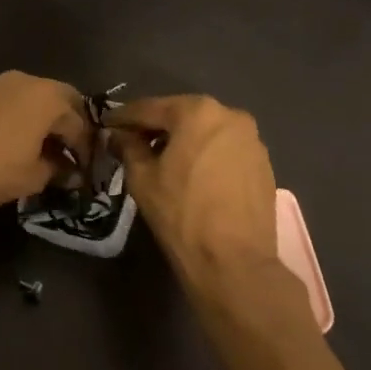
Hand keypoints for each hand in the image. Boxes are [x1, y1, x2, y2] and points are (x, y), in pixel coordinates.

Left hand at [0, 71, 91, 217]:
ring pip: (34, 98)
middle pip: (60, 99)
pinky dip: (22, 117)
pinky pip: (12, 102)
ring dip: (44, 119)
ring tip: (43, 149)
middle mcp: (26, 80)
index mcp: (48, 96)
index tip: (84, 168)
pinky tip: (17, 141)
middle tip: (68, 152)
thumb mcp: (35, 176)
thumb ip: (58, 168)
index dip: (84, 147)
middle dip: (67, 124)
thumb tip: (66, 168)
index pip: (78, 122)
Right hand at [108, 95, 277, 281]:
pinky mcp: (264, 165)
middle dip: (156, 128)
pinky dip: (205, 156)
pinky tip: (192, 176)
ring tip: (162, 161)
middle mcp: (230, 116)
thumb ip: (128, 147)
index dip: (124, 117)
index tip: (106, 125)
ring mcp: (252, 140)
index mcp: (198, 112)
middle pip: (182, 116)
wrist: (233, 261)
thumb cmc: (181, 213)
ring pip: (206, 133)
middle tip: (132, 142)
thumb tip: (120, 135)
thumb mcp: (142, 178)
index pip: (151, 108)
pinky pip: (225, 151)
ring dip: (183, 141)